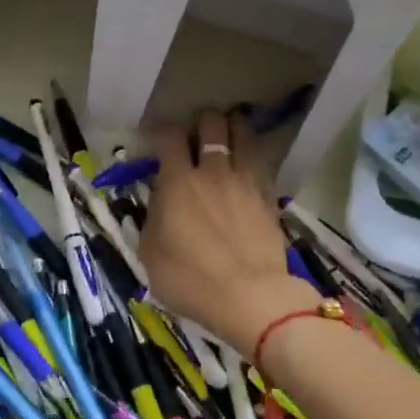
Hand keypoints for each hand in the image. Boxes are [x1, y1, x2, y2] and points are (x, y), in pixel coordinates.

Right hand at [139, 110, 318, 357]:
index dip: (161, 130)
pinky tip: (249, 162)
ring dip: (234, 127)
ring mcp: (245, 182)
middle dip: (202, 121)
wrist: (250, 297)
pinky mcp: (269, 197)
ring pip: (244, 135)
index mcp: (178, 182)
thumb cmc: (190, 280)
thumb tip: (158, 204)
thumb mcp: (150, 255)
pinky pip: (262, 163)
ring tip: (229, 130)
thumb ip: (152, 220)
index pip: (169, 137)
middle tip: (197, 132)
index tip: (156, 137)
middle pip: (212, 124)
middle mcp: (213, 172)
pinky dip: (253, 155)